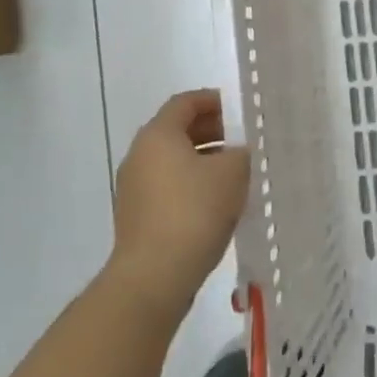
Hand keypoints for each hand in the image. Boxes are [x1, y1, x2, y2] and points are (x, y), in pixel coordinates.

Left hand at [107, 90, 250, 319]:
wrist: (154, 276)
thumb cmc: (194, 212)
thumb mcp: (232, 173)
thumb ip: (241, 152)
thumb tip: (238, 152)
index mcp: (158, 135)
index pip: (185, 103)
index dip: (213, 100)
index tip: (239, 110)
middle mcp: (139, 155)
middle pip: (177, 131)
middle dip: (211, 132)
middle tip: (242, 141)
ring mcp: (134, 188)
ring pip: (173, 161)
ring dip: (203, 161)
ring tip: (235, 174)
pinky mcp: (137, 216)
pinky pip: (168, 188)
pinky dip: (191, 185)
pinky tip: (216, 204)